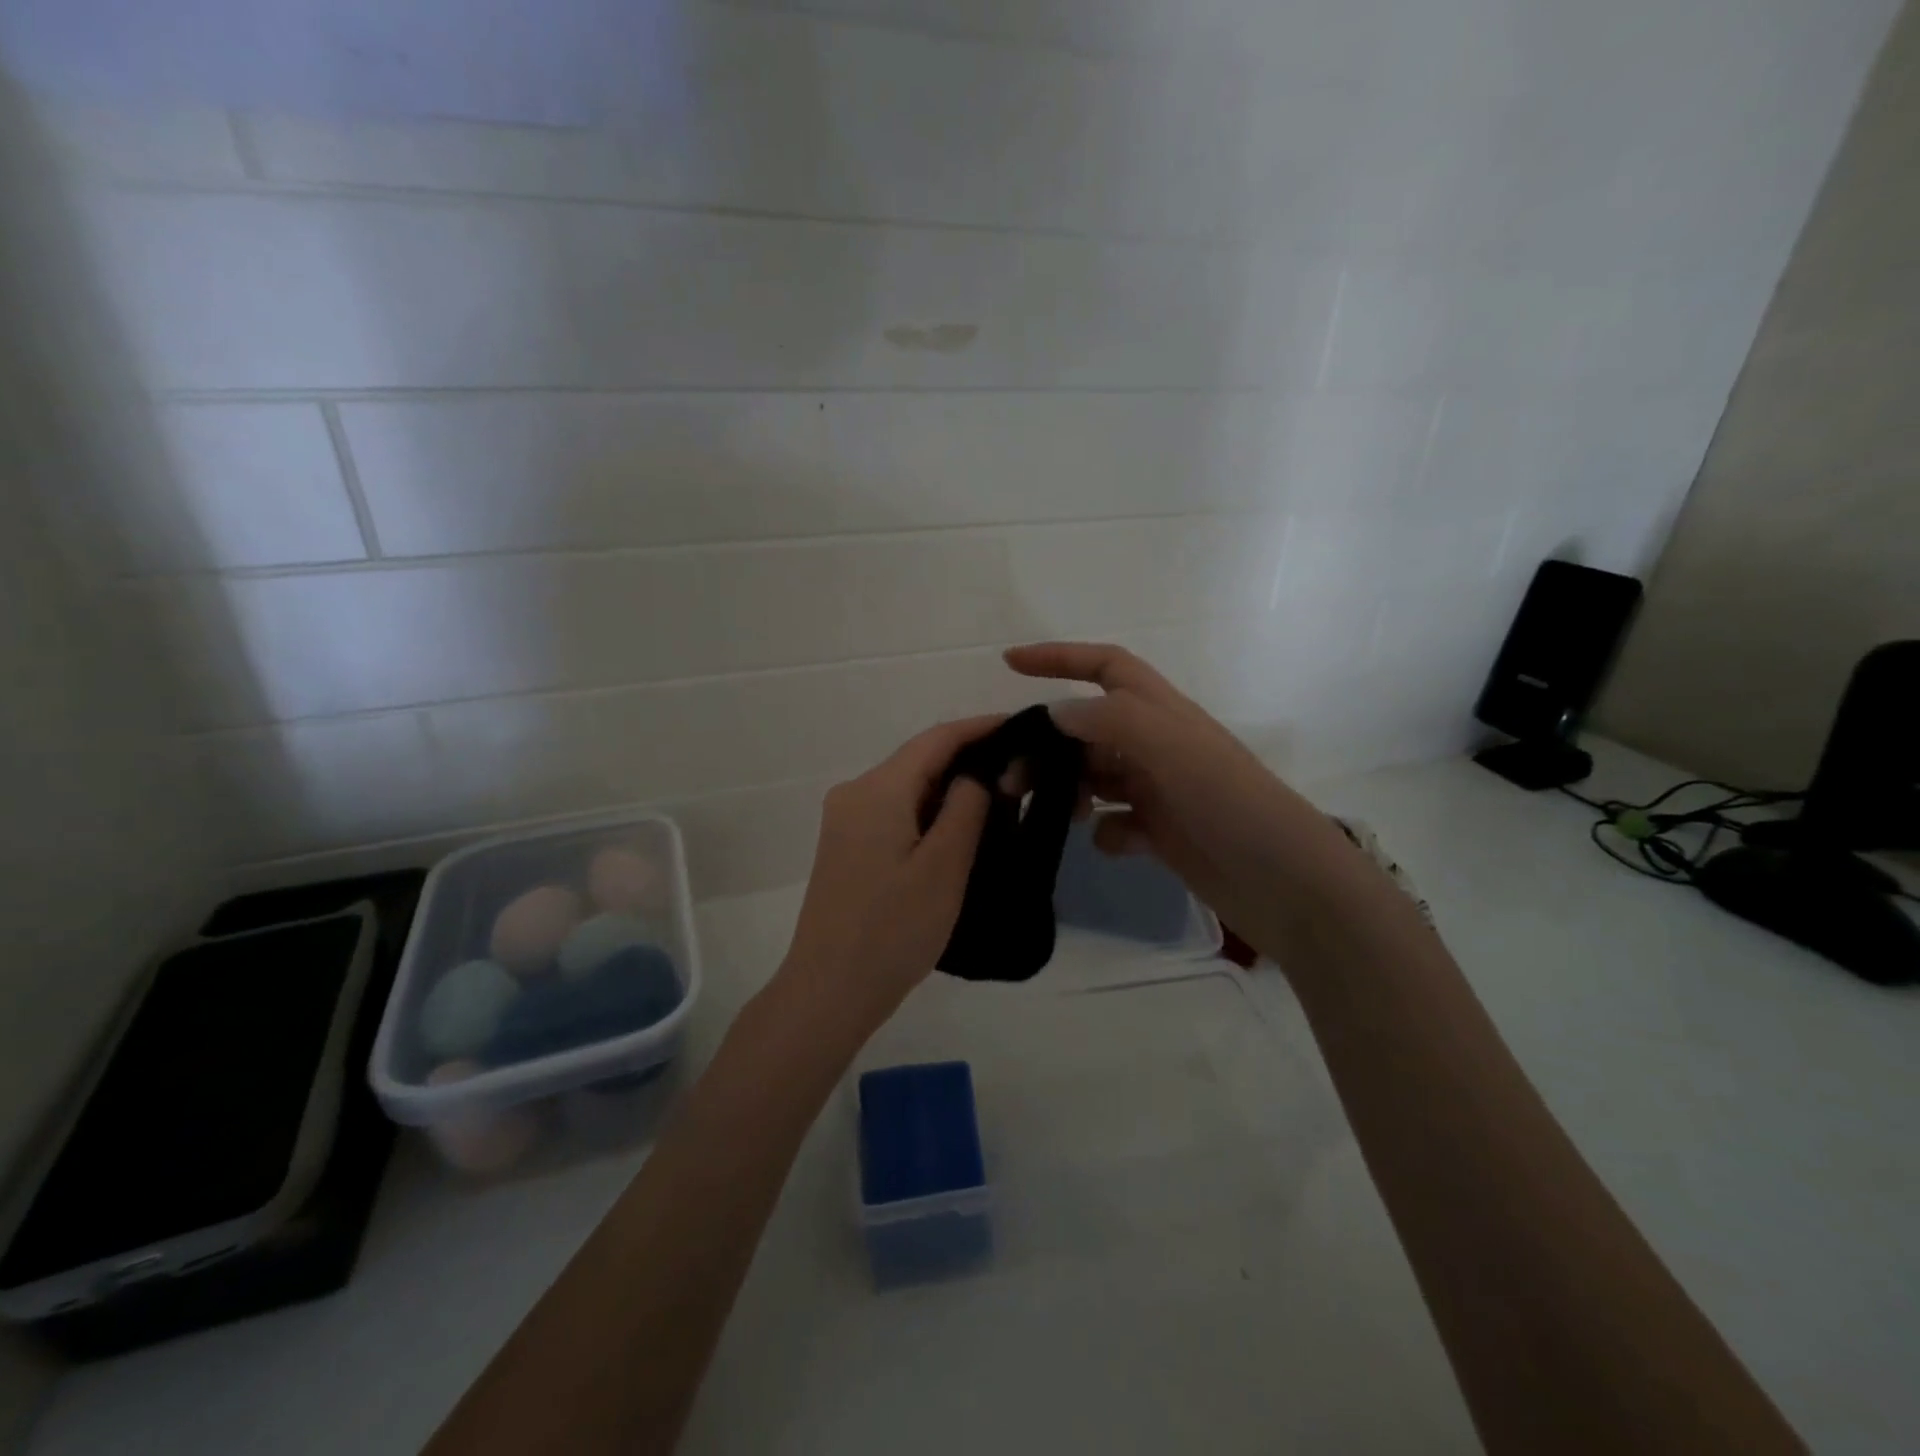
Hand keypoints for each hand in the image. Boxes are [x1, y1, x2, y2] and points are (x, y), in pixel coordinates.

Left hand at [779, 716, 997, 1029]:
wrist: (829, 991)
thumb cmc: (892, 930)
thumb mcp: (944, 866)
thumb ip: (967, 807)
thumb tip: (978, 773)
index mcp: (877, 790)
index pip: (936, 739)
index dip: (981, 727)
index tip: (1024, 727)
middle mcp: (855, 793)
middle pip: (919, 760)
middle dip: (970, 758)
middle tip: (1023, 767)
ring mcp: (846, 820)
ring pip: (908, 786)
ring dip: (951, 786)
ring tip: (1002, 795)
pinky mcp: (847, 846)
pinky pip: (895, 811)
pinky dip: (930, 811)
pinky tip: (961, 826)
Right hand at [1005, 642, 1373, 956]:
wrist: (1287, 884)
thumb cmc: (1230, 804)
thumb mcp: (1172, 749)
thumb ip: (1110, 722)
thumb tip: (1055, 712)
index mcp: (1161, 712)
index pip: (1104, 667)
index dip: (1058, 658)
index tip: (1009, 663)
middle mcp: (1156, 745)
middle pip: (1087, 729)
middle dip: (1048, 745)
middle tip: (1013, 777)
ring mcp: (1160, 790)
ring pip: (1096, 776)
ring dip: (1070, 789)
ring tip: (1054, 813)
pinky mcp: (1162, 832)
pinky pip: (1117, 822)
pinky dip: (1106, 831)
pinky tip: (1114, 844)